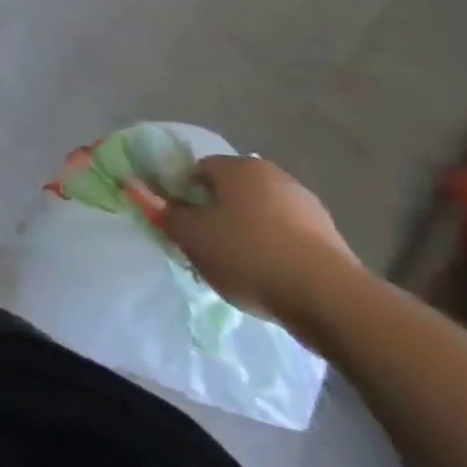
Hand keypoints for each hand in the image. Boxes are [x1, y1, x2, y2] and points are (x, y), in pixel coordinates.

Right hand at [157, 155, 366, 333]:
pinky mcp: (330, 237)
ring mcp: (306, 204)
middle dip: (214, 213)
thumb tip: (135, 188)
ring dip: (245, 232)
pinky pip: (286, 236)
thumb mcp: (191, 236)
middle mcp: (272, 174)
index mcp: (237, 166)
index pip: (196, 170)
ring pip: (259, 214)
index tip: (179, 223)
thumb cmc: (249, 255)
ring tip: (236, 267)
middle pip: (229, 191)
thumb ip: (162, 212)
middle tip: (203, 245)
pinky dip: (272, 249)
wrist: (331, 300)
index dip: (182, 194)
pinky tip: (267, 276)